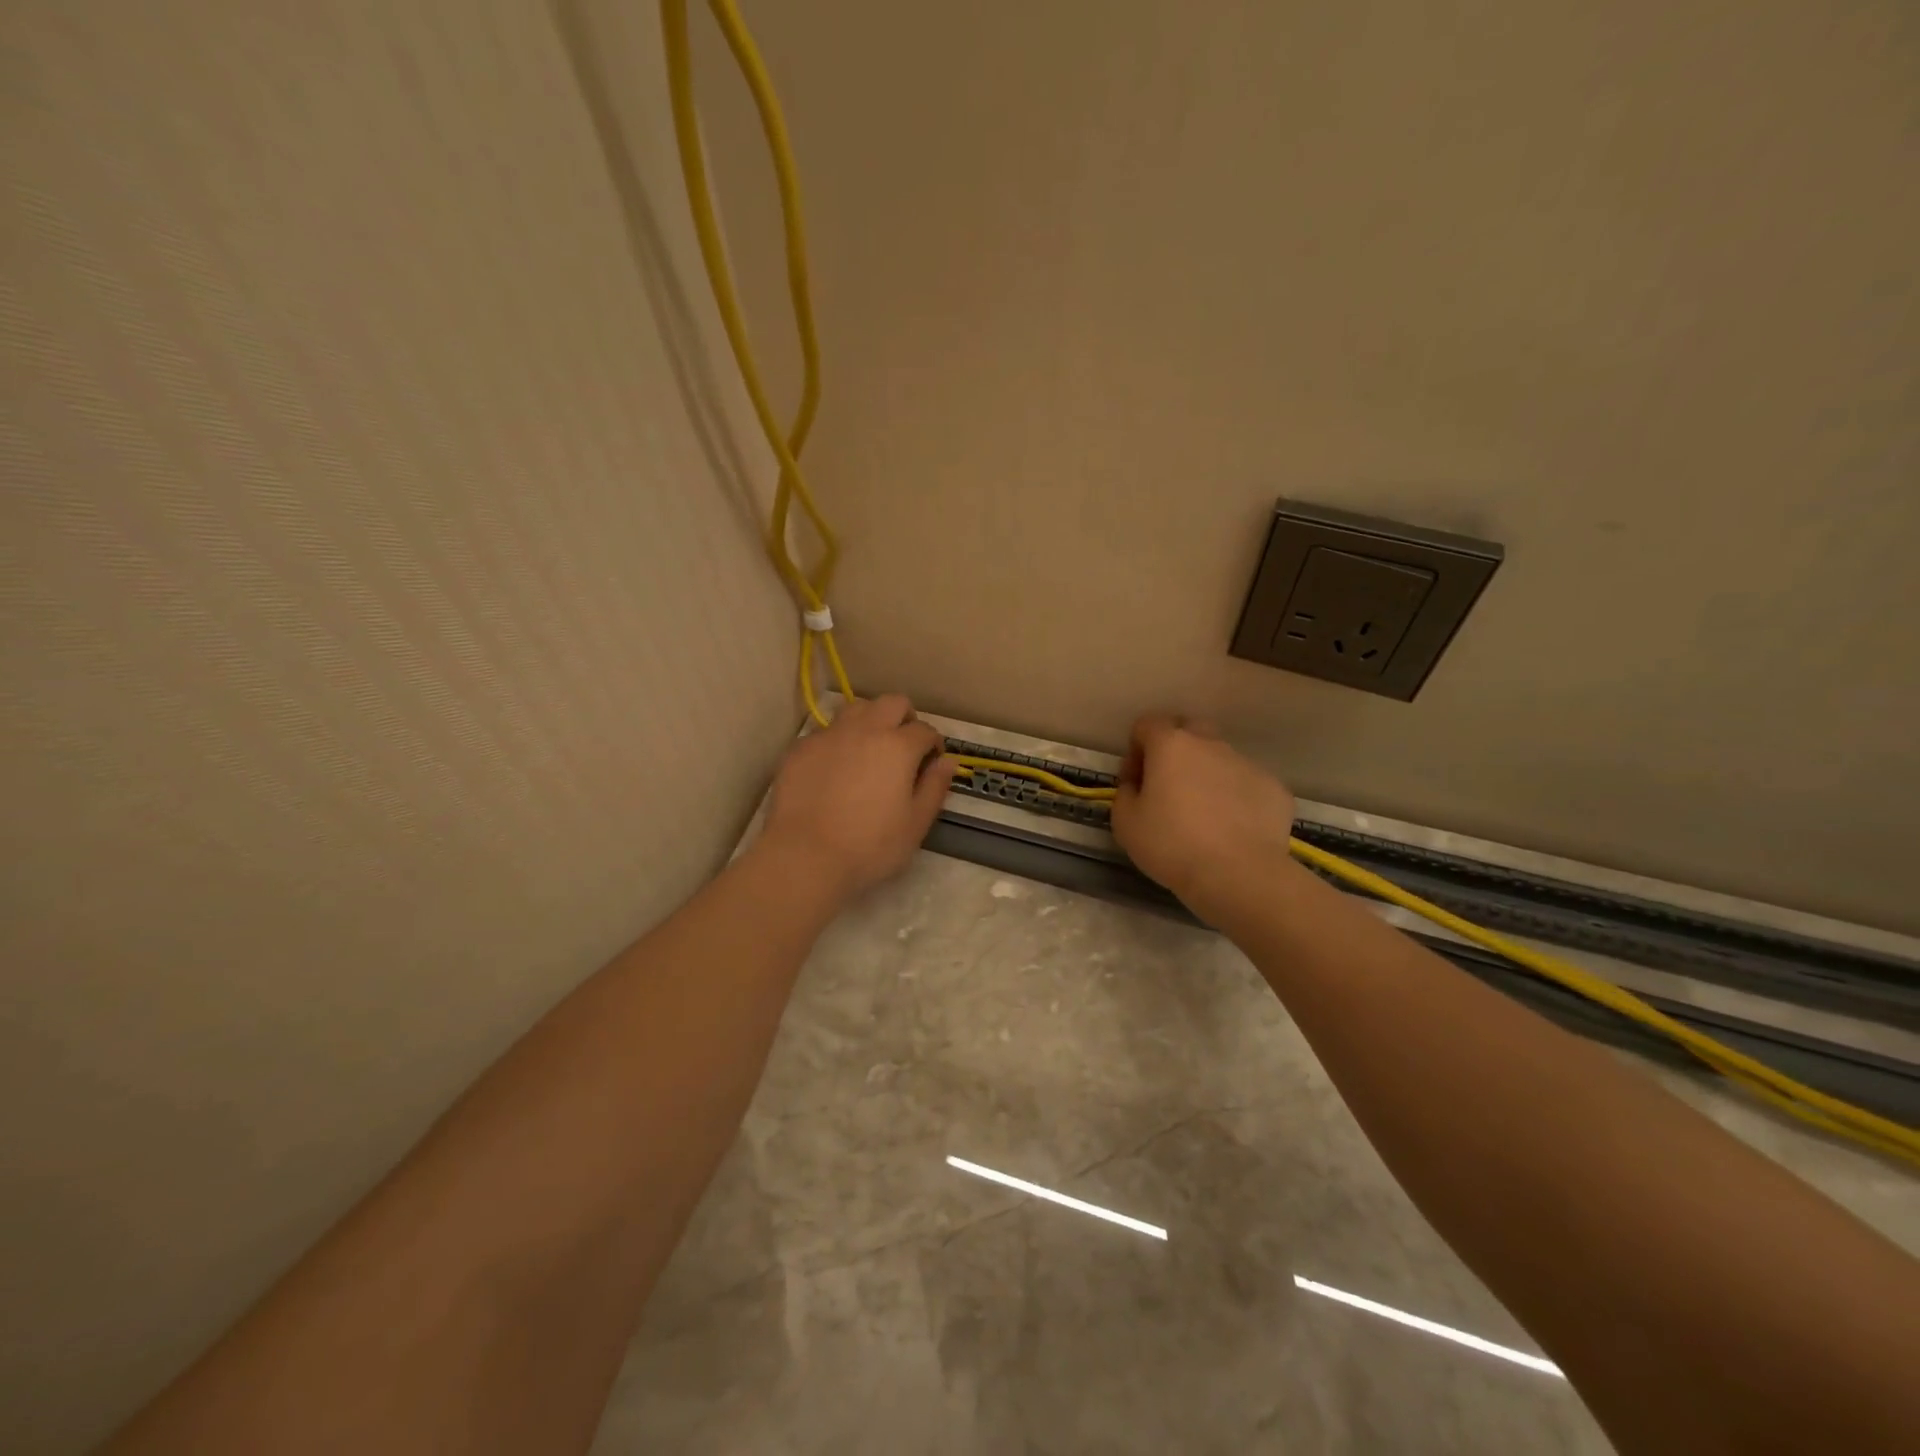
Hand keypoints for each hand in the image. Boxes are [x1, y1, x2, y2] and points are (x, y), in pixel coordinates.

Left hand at [760, 695, 955, 900]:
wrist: (804, 856)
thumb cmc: (869, 846)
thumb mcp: (915, 825)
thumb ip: (934, 788)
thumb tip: (947, 762)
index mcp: (898, 747)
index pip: (925, 730)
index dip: (932, 745)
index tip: (930, 763)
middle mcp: (865, 730)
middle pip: (892, 703)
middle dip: (904, 718)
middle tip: (903, 747)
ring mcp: (828, 735)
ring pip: (855, 709)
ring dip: (869, 721)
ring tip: (868, 750)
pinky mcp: (800, 748)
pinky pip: (825, 732)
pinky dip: (837, 742)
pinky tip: (833, 770)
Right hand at [1110, 715, 1297, 914]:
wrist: (1238, 875)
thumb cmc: (1171, 844)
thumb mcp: (1125, 822)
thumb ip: (1126, 793)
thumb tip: (1138, 786)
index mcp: (1171, 745)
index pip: (1147, 725)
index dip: (1135, 750)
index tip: (1135, 782)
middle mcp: (1211, 744)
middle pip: (1189, 731)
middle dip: (1175, 751)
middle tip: (1169, 788)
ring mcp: (1247, 764)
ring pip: (1221, 759)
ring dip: (1207, 776)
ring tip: (1204, 816)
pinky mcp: (1275, 788)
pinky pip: (1247, 785)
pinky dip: (1236, 799)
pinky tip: (1232, 831)